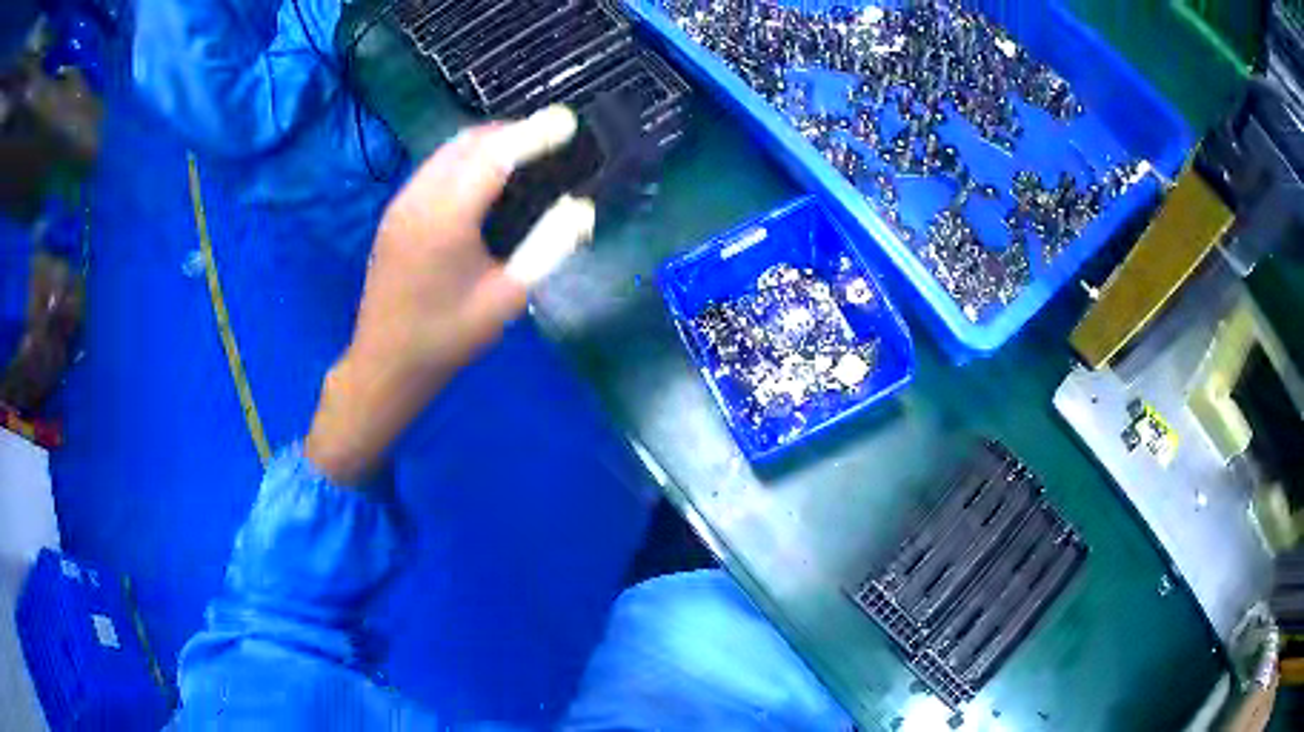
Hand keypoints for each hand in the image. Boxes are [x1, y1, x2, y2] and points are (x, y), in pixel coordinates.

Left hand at [306, 107, 594, 484]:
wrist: (385, 363)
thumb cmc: (447, 337)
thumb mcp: (506, 298)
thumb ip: (547, 248)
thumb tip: (580, 208)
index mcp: (446, 217)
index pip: (496, 156)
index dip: (534, 133)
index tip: (568, 120)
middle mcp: (419, 197)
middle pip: (470, 142)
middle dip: (513, 131)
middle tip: (551, 137)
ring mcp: (401, 202)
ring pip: (449, 150)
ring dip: (488, 142)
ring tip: (524, 151)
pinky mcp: (395, 212)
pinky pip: (435, 166)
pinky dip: (466, 158)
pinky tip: (485, 176)